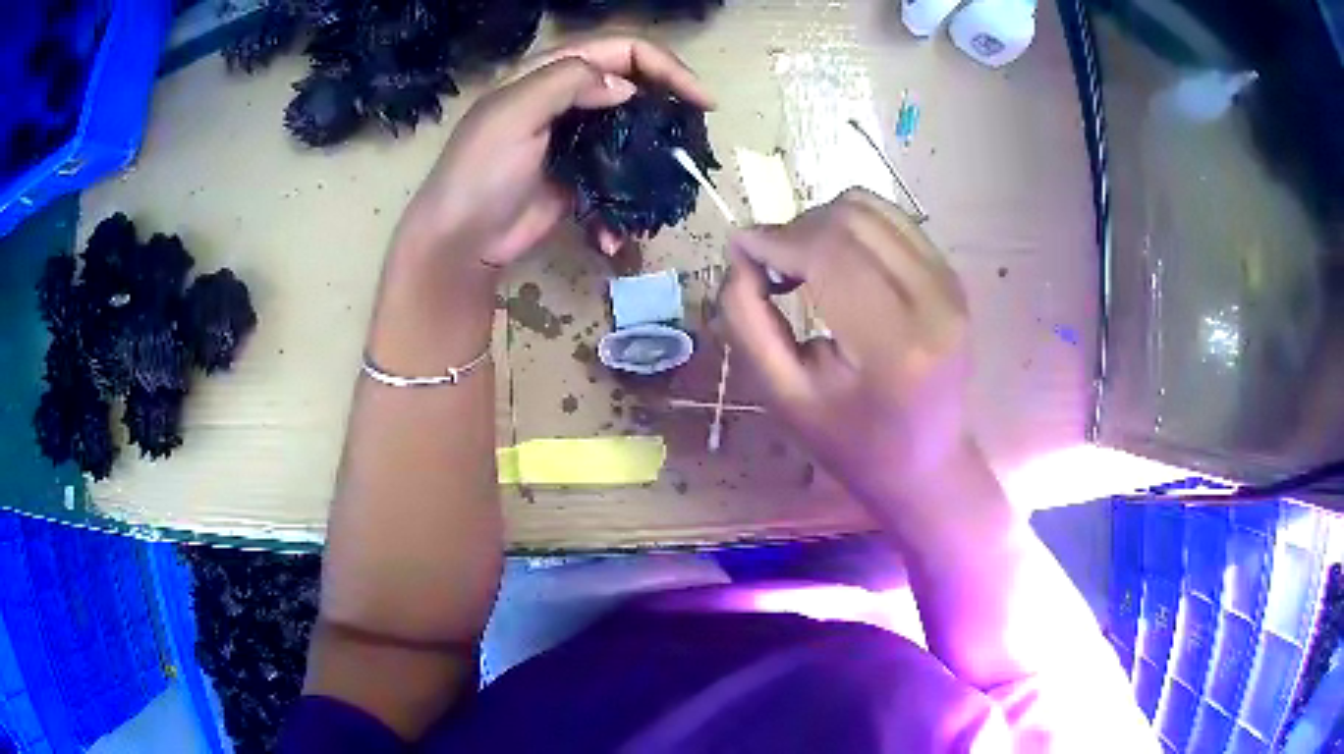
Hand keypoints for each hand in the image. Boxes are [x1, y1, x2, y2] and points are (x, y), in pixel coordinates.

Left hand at [396, 36, 714, 270]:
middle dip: (670, 100)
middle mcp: (567, 96)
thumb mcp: (514, 114)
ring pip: (631, 125)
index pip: (621, 50)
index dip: (665, 66)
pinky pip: (618, 171)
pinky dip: (629, 193)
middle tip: (699, 127)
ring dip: (657, 146)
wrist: (461, 240)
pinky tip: (629, 218)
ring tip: (679, 168)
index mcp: (549, 72)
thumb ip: (567, 83)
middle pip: (633, 82)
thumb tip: (625, 86)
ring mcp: (575, 136)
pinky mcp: (580, 173)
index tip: (700, 99)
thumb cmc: (480, 172)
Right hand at [721, 189, 975, 521]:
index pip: (829, 253)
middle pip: (850, 220)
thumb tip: (742, 253)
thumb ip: (749, 321)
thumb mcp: (785, 396)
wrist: (925, 463)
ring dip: (823, 222)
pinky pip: (892, 220)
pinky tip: (838, 265)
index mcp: (894, 346)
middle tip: (771, 268)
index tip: (741, 249)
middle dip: (796, 229)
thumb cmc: (850, 443)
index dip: (776, 239)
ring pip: (871, 208)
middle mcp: (933, 302)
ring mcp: (950, 284)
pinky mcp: (952, 276)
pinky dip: (852, 228)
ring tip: (803, 266)